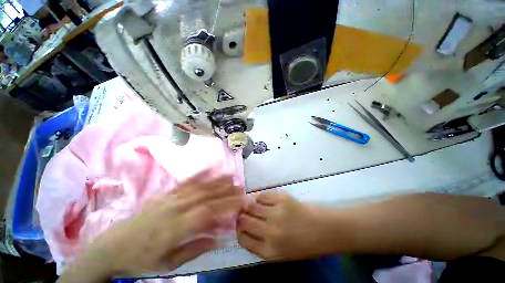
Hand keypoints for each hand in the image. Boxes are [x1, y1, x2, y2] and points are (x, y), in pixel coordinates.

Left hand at [59, 171, 242, 281]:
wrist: (114, 246)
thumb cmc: (142, 259)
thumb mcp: (169, 263)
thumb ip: (196, 248)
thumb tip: (221, 238)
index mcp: (175, 228)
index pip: (207, 213)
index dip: (226, 207)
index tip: (240, 203)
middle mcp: (175, 208)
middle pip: (206, 196)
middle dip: (226, 191)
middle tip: (242, 187)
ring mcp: (170, 198)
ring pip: (199, 186)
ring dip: (217, 180)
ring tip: (232, 176)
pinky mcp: (166, 193)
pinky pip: (186, 181)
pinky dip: (201, 174)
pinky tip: (211, 169)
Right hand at [237, 190, 333, 260]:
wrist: (324, 230)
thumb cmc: (303, 244)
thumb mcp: (280, 253)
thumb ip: (261, 243)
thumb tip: (245, 227)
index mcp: (269, 251)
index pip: (243, 239)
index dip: (238, 230)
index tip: (239, 225)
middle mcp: (270, 232)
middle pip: (244, 220)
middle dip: (240, 215)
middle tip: (243, 211)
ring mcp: (276, 213)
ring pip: (251, 205)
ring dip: (249, 204)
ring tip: (253, 204)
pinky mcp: (282, 199)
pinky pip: (263, 195)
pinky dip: (261, 196)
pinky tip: (264, 199)